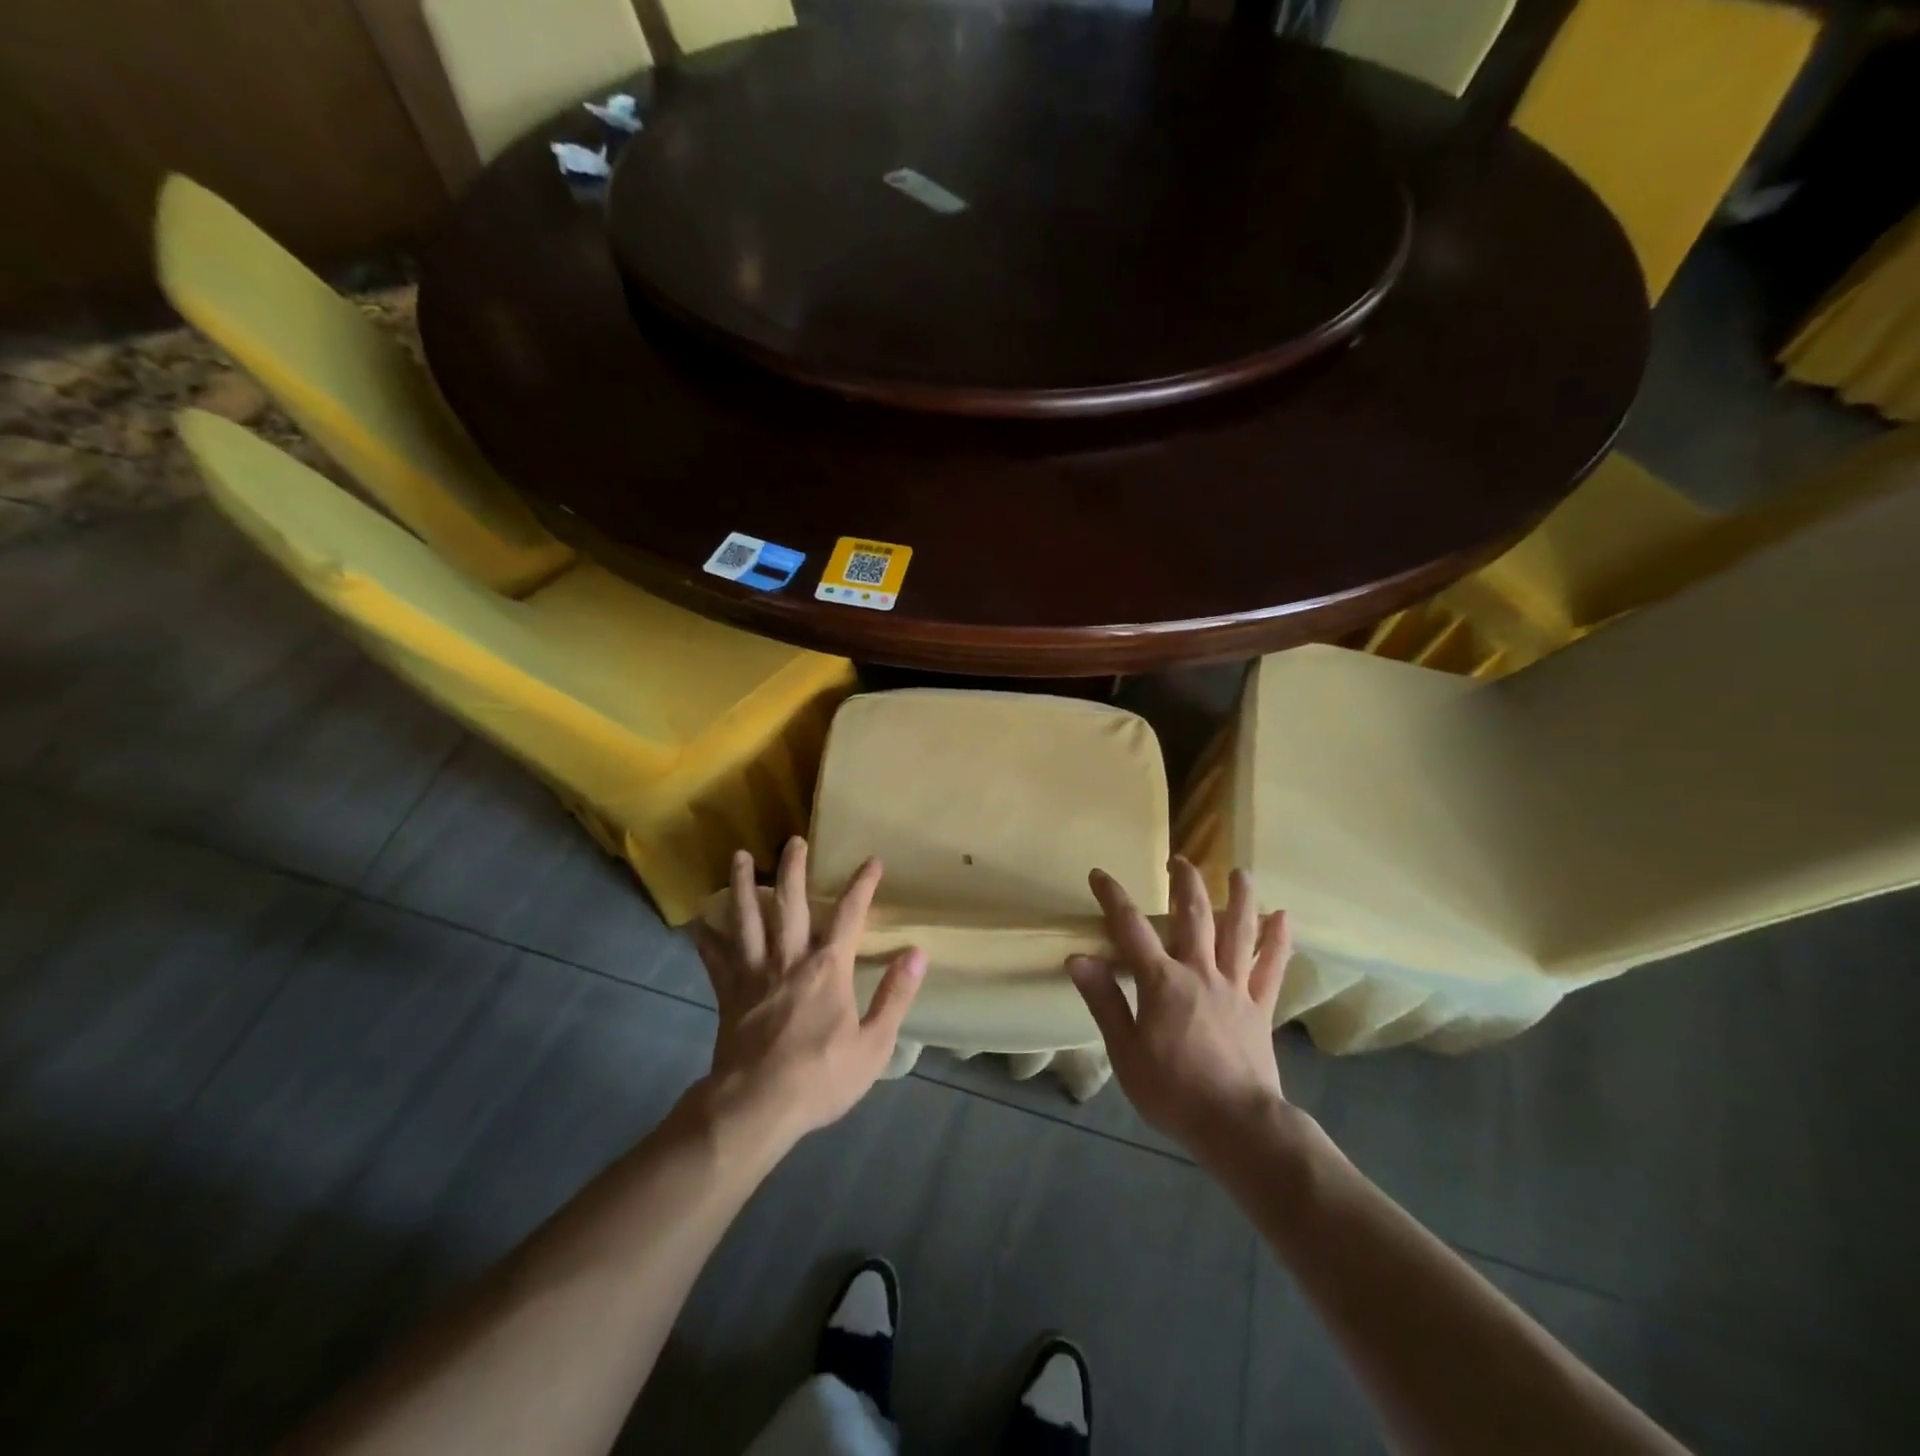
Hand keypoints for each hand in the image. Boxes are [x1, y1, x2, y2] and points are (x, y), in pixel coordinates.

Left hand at [691, 838, 925, 1150]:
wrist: (756, 1107)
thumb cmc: (821, 1077)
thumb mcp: (873, 1044)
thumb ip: (895, 995)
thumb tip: (917, 954)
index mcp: (827, 968)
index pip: (849, 915)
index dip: (862, 886)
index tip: (872, 862)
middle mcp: (789, 960)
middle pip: (791, 904)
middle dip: (795, 869)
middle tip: (793, 839)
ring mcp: (754, 974)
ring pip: (747, 920)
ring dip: (745, 886)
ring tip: (740, 857)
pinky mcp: (729, 994)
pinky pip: (716, 960)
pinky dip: (706, 940)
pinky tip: (698, 923)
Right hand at [1068, 859, 1291, 1162]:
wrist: (1236, 1125)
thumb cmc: (1172, 1090)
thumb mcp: (1125, 1051)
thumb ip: (1104, 1001)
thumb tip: (1078, 959)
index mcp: (1162, 981)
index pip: (1131, 928)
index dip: (1113, 898)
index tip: (1100, 874)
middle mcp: (1199, 972)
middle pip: (1193, 916)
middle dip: (1184, 884)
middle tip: (1179, 859)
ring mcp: (1235, 987)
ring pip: (1238, 932)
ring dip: (1240, 898)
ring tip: (1241, 871)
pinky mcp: (1260, 1007)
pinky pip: (1271, 968)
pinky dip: (1277, 941)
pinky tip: (1284, 917)